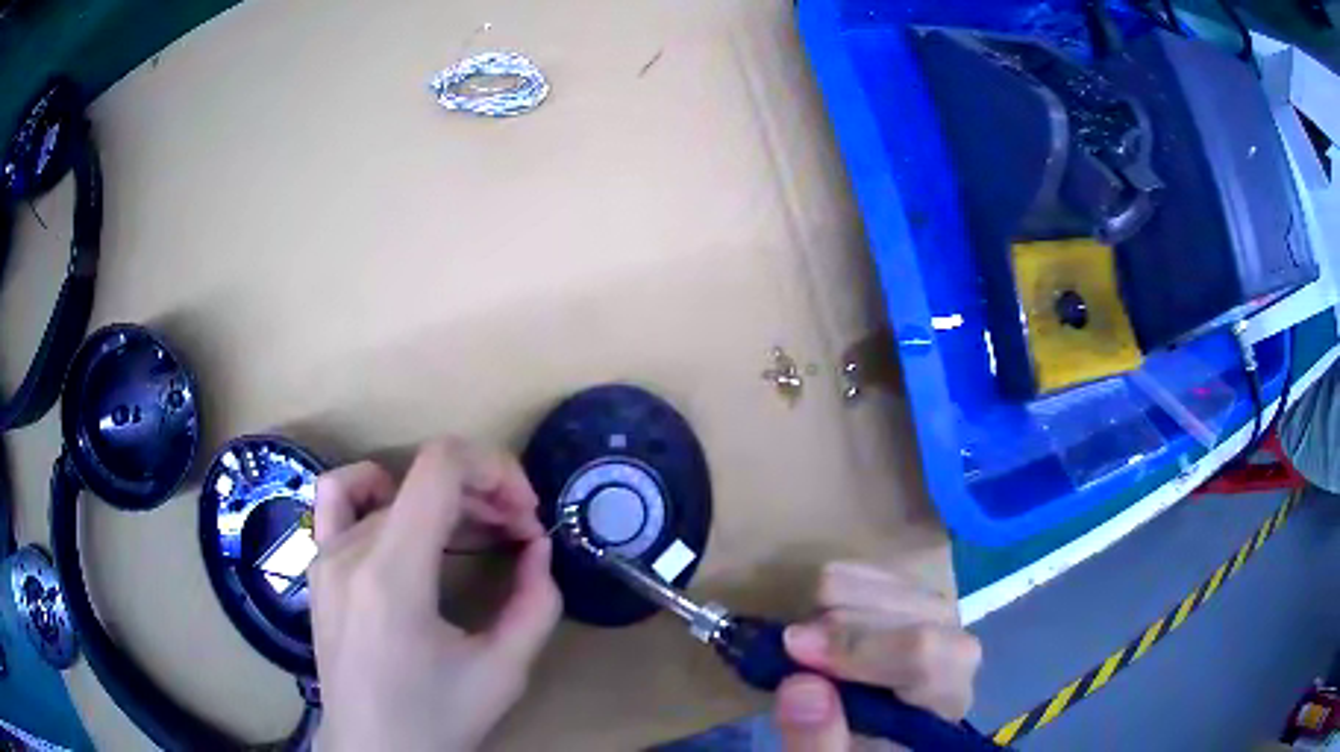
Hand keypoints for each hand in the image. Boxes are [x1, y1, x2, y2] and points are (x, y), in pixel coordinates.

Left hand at [310, 439, 561, 751]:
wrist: (371, 750)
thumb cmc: (436, 720)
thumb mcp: (503, 672)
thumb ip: (535, 604)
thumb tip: (539, 547)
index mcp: (392, 576)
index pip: (439, 468)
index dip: (494, 470)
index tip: (527, 515)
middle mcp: (351, 552)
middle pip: (423, 479)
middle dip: (485, 494)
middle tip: (520, 536)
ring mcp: (326, 555)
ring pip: (394, 489)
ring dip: (444, 497)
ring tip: (473, 529)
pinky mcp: (318, 566)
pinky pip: (338, 498)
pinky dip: (377, 489)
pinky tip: (400, 514)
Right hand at [773, 562, 980, 750]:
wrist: (865, 743)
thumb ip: (816, 741)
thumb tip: (800, 684)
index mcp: (943, 702)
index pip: (928, 653)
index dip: (860, 644)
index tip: (794, 646)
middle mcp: (957, 654)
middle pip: (913, 611)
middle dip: (840, 625)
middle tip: (792, 651)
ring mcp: (940, 622)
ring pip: (896, 582)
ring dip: (837, 605)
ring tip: (808, 644)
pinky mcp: (915, 604)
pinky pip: (879, 570)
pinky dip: (839, 586)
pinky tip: (823, 619)